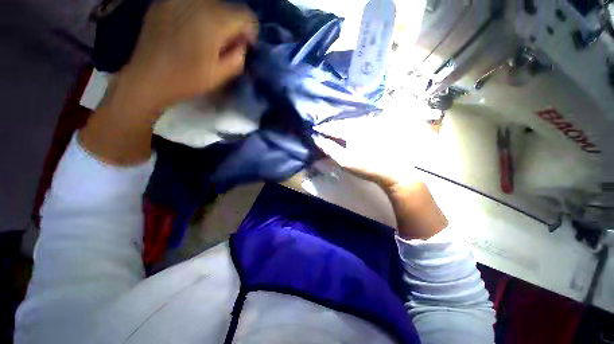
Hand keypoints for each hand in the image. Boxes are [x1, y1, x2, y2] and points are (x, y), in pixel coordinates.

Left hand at [113, 0, 257, 115]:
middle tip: (225, 46)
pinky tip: (191, 31)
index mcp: (214, 20)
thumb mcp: (221, 75)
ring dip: (216, 20)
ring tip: (208, 39)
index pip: (246, 15)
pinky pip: (192, 4)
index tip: (244, 47)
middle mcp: (197, 1)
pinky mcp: (165, 1)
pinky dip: (198, 15)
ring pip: (210, 4)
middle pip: (228, 7)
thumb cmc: (187, 79)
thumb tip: (241, 44)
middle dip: (232, 26)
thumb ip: (238, 57)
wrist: (147, 77)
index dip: (250, 32)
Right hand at [314, 110, 432, 189]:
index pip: (332, 127)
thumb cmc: (365, 166)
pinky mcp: (374, 129)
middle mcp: (359, 124)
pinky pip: (357, 125)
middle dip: (331, 125)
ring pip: (349, 122)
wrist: (390, 170)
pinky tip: (347, 131)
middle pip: (341, 122)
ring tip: (332, 129)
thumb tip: (317, 139)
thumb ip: (329, 149)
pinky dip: (349, 127)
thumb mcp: (344, 160)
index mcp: (351, 130)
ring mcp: (368, 126)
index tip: (314, 130)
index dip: (322, 128)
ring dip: (340, 125)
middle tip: (322, 129)